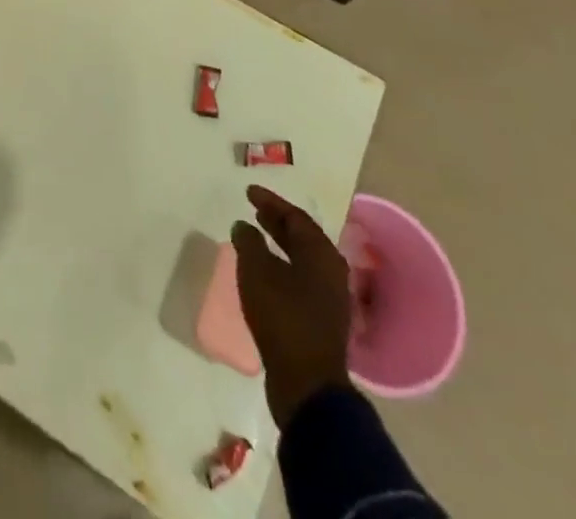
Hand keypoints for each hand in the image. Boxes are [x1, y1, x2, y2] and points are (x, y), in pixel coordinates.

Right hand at [230, 185, 352, 426]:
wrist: (307, 384)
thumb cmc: (283, 317)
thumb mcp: (256, 272)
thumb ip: (249, 242)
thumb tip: (244, 227)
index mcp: (322, 255)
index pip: (296, 217)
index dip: (271, 202)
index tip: (249, 191)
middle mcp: (331, 272)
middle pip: (303, 238)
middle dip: (277, 222)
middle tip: (254, 209)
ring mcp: (329, 299)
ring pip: (302, 260)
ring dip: (280, 245)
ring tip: (256, 235)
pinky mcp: (320, 320)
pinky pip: (300, 279)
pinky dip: (282, 267)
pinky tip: (264, 272)